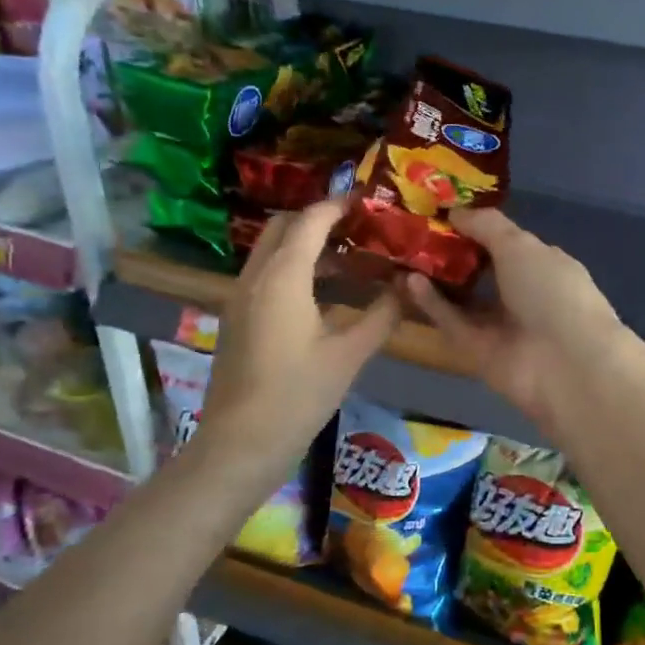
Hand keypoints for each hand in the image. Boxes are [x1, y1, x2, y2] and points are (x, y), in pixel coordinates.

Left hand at [195, 200, 399, 475]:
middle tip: (360, 228)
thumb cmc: (298, 395)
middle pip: (284, 227)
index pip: (311, 221)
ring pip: (272, 251)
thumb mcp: (350, 355)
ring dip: (307, 245)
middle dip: (319, 219)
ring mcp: (240, 297)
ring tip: (351, 258)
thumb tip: (406, 287)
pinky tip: (325, 293)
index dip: (339, 204)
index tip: (369, 200)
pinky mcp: (238, 318)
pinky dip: (294, 268)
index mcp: (282, 277)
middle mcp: (255, 277)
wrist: (240, 444)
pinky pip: (266, 274)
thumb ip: (382, 315)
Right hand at [404, 208, 627, 431]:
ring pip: (463, 299)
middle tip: (414, 234)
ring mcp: (501, 325)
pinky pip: (453, 322)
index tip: (442, 213)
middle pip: (481, 271)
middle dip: (451, 254)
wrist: (565, 364)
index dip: (476, 227)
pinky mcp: (479, 352)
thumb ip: (486, 226)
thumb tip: (455, 212)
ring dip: (436, 279)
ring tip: (404, 255)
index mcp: (544, 264)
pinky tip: (408, 281)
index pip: (507, 242)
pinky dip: (433, 304)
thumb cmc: (551, 291)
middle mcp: (524, 294)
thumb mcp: (520, 245)